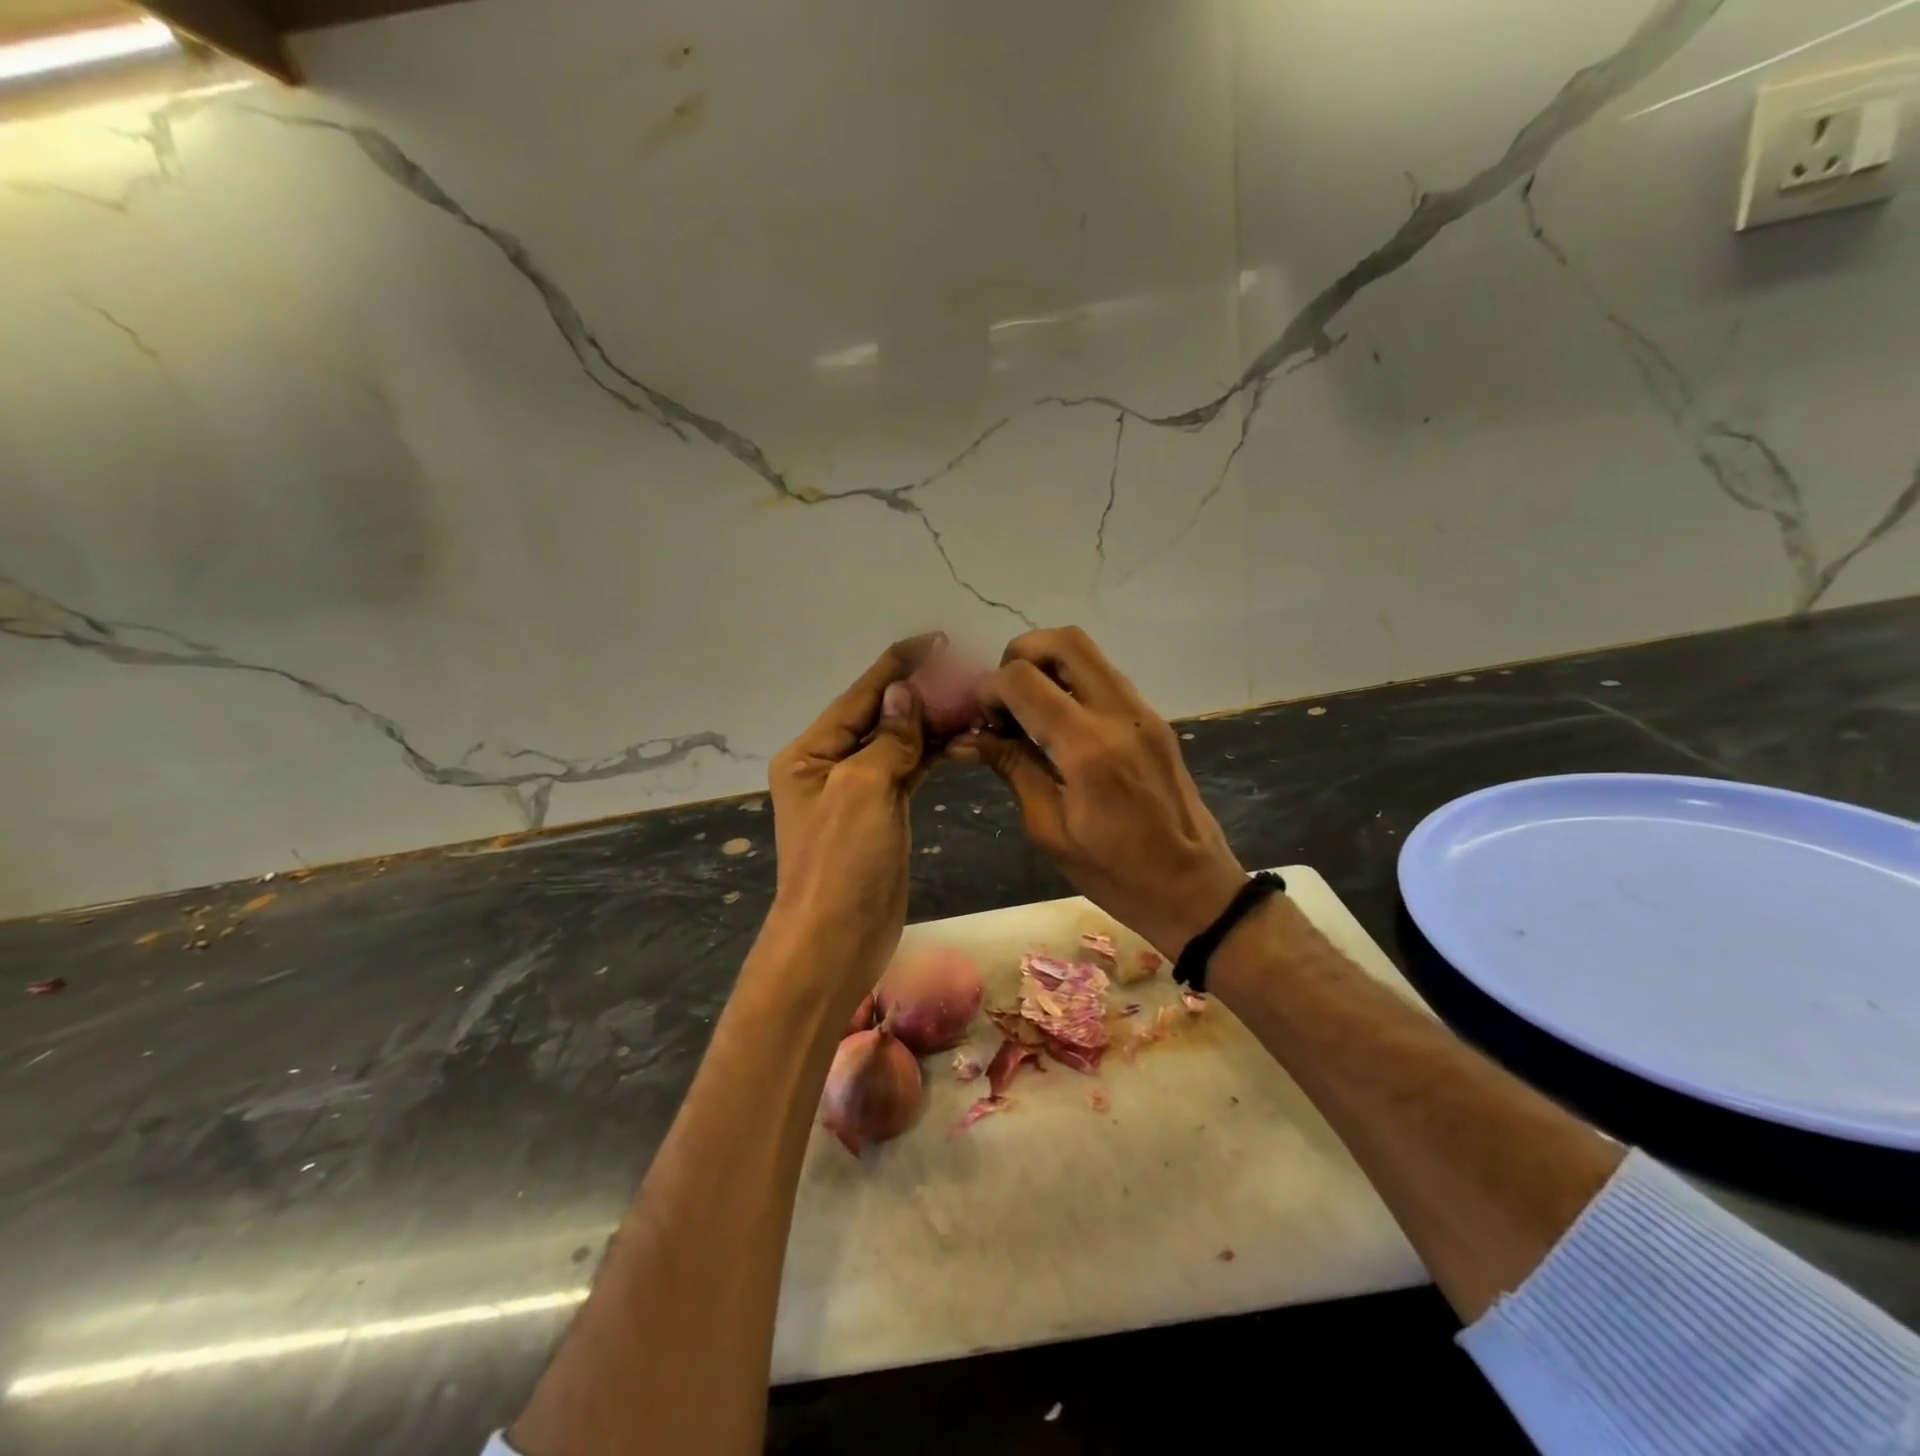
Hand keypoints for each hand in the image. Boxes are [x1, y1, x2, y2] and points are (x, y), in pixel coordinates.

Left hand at [766, 634, 939, 1003]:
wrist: (837, 939)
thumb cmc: (842, 861)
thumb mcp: (862, 789)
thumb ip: (887, 738)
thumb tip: (903, 692)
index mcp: (811, 752)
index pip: (860, 695)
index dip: (898, 666)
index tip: (936, 641)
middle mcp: (831, 765)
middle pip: (881, 716)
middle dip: (921, 693)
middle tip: (967, 672)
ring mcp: (857, 791)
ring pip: (899, 743)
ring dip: (931, 723)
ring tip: (973, 700)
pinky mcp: (881, 813)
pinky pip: (908, 771)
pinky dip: (932, 753)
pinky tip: (960, 737)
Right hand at [956, 626, 1244, 956]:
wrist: (1194, 887)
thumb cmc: (1115, 873)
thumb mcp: (1049, 829)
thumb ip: (1012, 768)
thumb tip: (967, 737)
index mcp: (1087, 749)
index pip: (1024, 681)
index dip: (989, 689)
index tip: (979, 718)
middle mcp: (1119, 714)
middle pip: (1063, 641)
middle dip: (1020, 655)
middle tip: (1003, 697)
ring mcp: (1142, 711)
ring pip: (1087, 651)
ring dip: (1047, 665)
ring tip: (1026, 709)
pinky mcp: (1153, 718)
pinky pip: (1104, 677)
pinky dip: (1071, 682)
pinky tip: (1056, 722)